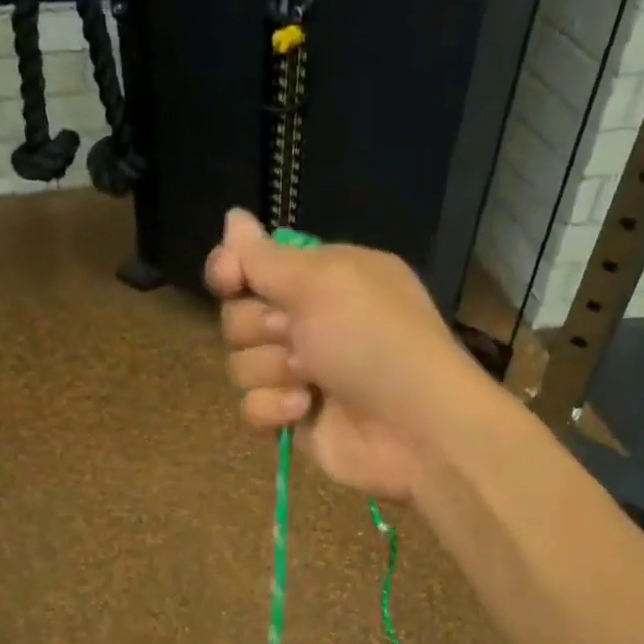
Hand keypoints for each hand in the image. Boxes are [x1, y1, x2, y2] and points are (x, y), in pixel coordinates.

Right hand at [205, 209, 486, 498]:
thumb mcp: (322, 282)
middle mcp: (310, 320)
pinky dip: (274, 408)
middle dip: (258, 327)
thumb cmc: (373, 340)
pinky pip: (252, 407)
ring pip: (240, 364)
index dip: (233, 270)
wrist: (414, 427)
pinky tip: (305, 410)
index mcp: (324, 277)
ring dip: (270, 370)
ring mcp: (301, 372)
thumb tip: (232, 216)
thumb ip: (266, 257)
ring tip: (311, 379)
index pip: (256, 264)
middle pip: (238, 315)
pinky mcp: (294, 417)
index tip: (229, 279)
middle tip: (295, 335)